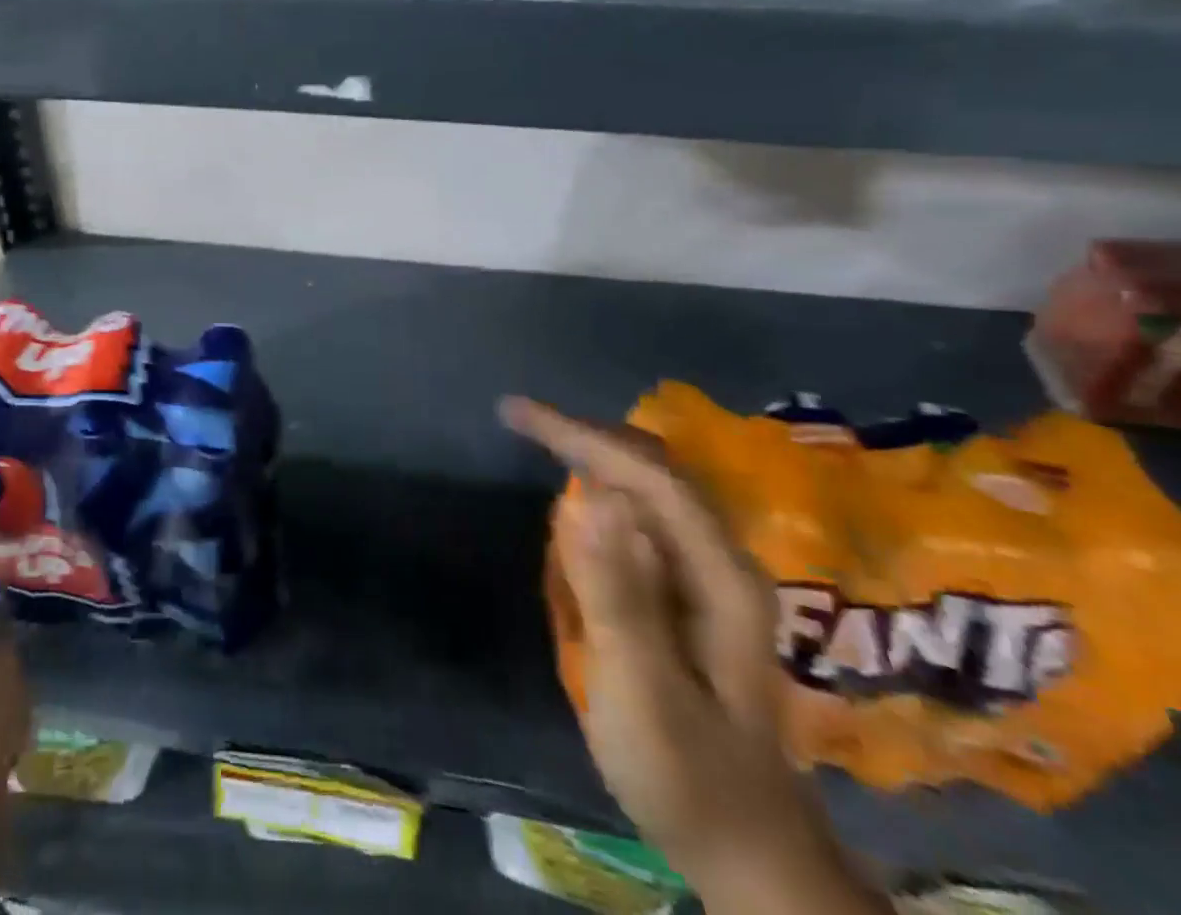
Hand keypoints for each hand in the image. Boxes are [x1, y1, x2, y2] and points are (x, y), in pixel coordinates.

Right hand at [502, 398, 890, 914]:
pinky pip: (640, 519)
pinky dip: (599, 496)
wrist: (749, 853)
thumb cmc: (689, 776)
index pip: (648, 474)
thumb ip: (618, 595)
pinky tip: (573, 512)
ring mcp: (709, 578)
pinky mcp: (690, 595)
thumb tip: (589, 497)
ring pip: (647, 488)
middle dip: (584, 435)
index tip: (516, 414)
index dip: (581, 434)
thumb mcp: (643, 691)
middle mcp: (721, 563)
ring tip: (539, 446)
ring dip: (591, 459)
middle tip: (520, 421)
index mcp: (719, 577)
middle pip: (651, 468)